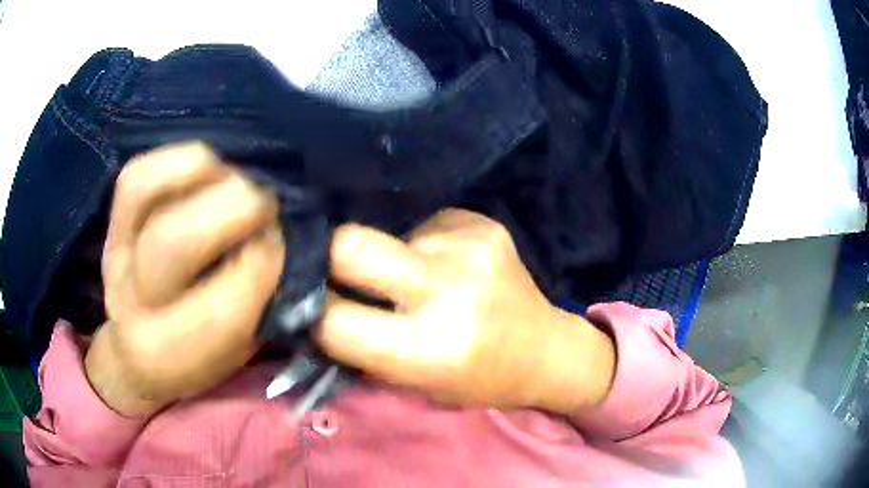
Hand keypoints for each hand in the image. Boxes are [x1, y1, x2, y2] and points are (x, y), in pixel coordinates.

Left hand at [85, 142, 284, 417]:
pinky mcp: (112, 222)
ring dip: (203, 173)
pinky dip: (176, 161)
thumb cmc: (195, 357)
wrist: (136, 355)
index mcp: (169, 356)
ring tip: (230, 183)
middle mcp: (132, 304)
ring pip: (145, 190)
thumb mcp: (238, 353)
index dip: (263, 263)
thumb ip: (261, 306)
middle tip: (265, 207)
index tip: (281, 247)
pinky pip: (137, 173)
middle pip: (174, 240)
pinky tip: (204, 173)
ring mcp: (116, 253)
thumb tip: (277, 240)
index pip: (222, 308)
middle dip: (237, 209)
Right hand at [318, 209, 614, 413]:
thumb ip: (363, 349)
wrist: (544, 349)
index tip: (306, 303)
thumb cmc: (478, 379)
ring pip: (390, 235)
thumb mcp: (415, 384)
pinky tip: (449, 265)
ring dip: (391, 257)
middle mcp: (448, 290)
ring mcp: (469, 248)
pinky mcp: (483, 223)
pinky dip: (424, 245)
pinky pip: (426, 225)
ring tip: (419, 279)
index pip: (333, 319)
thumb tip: (312, 305)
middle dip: (328, 255)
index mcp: (428, 349)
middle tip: (334, 270)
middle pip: (350, 244)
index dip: (310, 310)